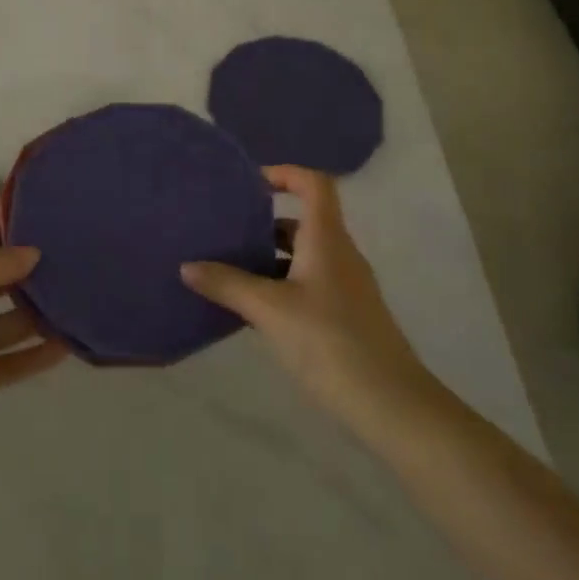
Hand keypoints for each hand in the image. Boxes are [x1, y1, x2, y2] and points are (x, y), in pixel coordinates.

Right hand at [181, 165, 438, 438]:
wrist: (391, 405)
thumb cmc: (329, 342)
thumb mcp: (269, 310)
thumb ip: (227, 284)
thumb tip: (187, 266)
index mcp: (326, 239)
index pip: (313, 184)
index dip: (284, 174)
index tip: (248, 184)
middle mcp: (340, 254)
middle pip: (303, 221)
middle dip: (264, 222)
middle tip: (225, 231)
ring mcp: (346, 287)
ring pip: (304, 255)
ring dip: (269, 257)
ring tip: (229, 269)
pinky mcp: (347, 316)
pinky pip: (309, 283)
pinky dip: (280, 284)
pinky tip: (255, 310)